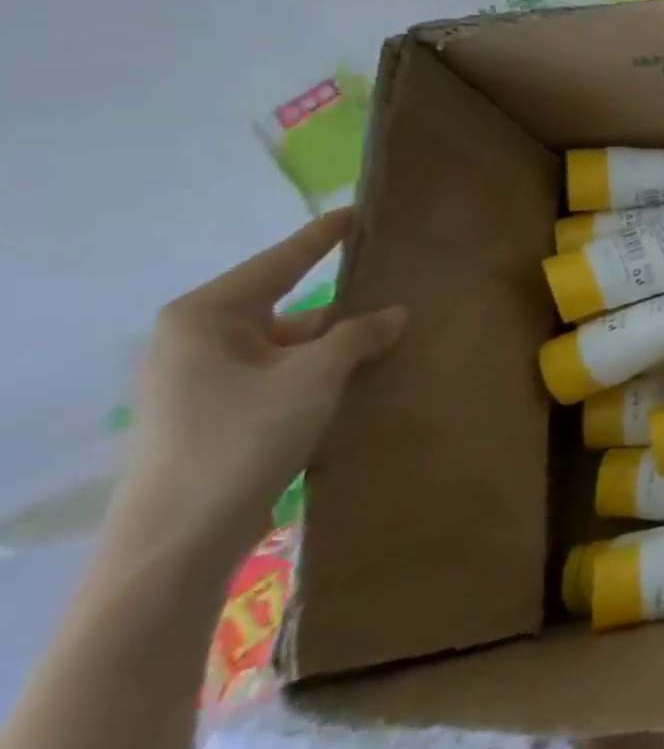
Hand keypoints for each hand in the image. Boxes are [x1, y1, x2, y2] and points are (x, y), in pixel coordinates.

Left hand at [119, 211, 404, 561]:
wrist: (181, 537)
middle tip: (397, 285)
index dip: (324, 236)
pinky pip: (279, 372)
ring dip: (335, 344)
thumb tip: (394, 313)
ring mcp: (201, 378)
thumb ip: (358, 334)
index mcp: (205, 316)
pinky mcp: (215, 411)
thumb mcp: (315, 376)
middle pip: (285, 303)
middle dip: (341, 303)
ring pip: (286, 343)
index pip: (280, 260)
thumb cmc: (242, 436)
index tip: (360, 211)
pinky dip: (318, 371)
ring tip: (393, 338)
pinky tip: (361, 375)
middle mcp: (196, 339)